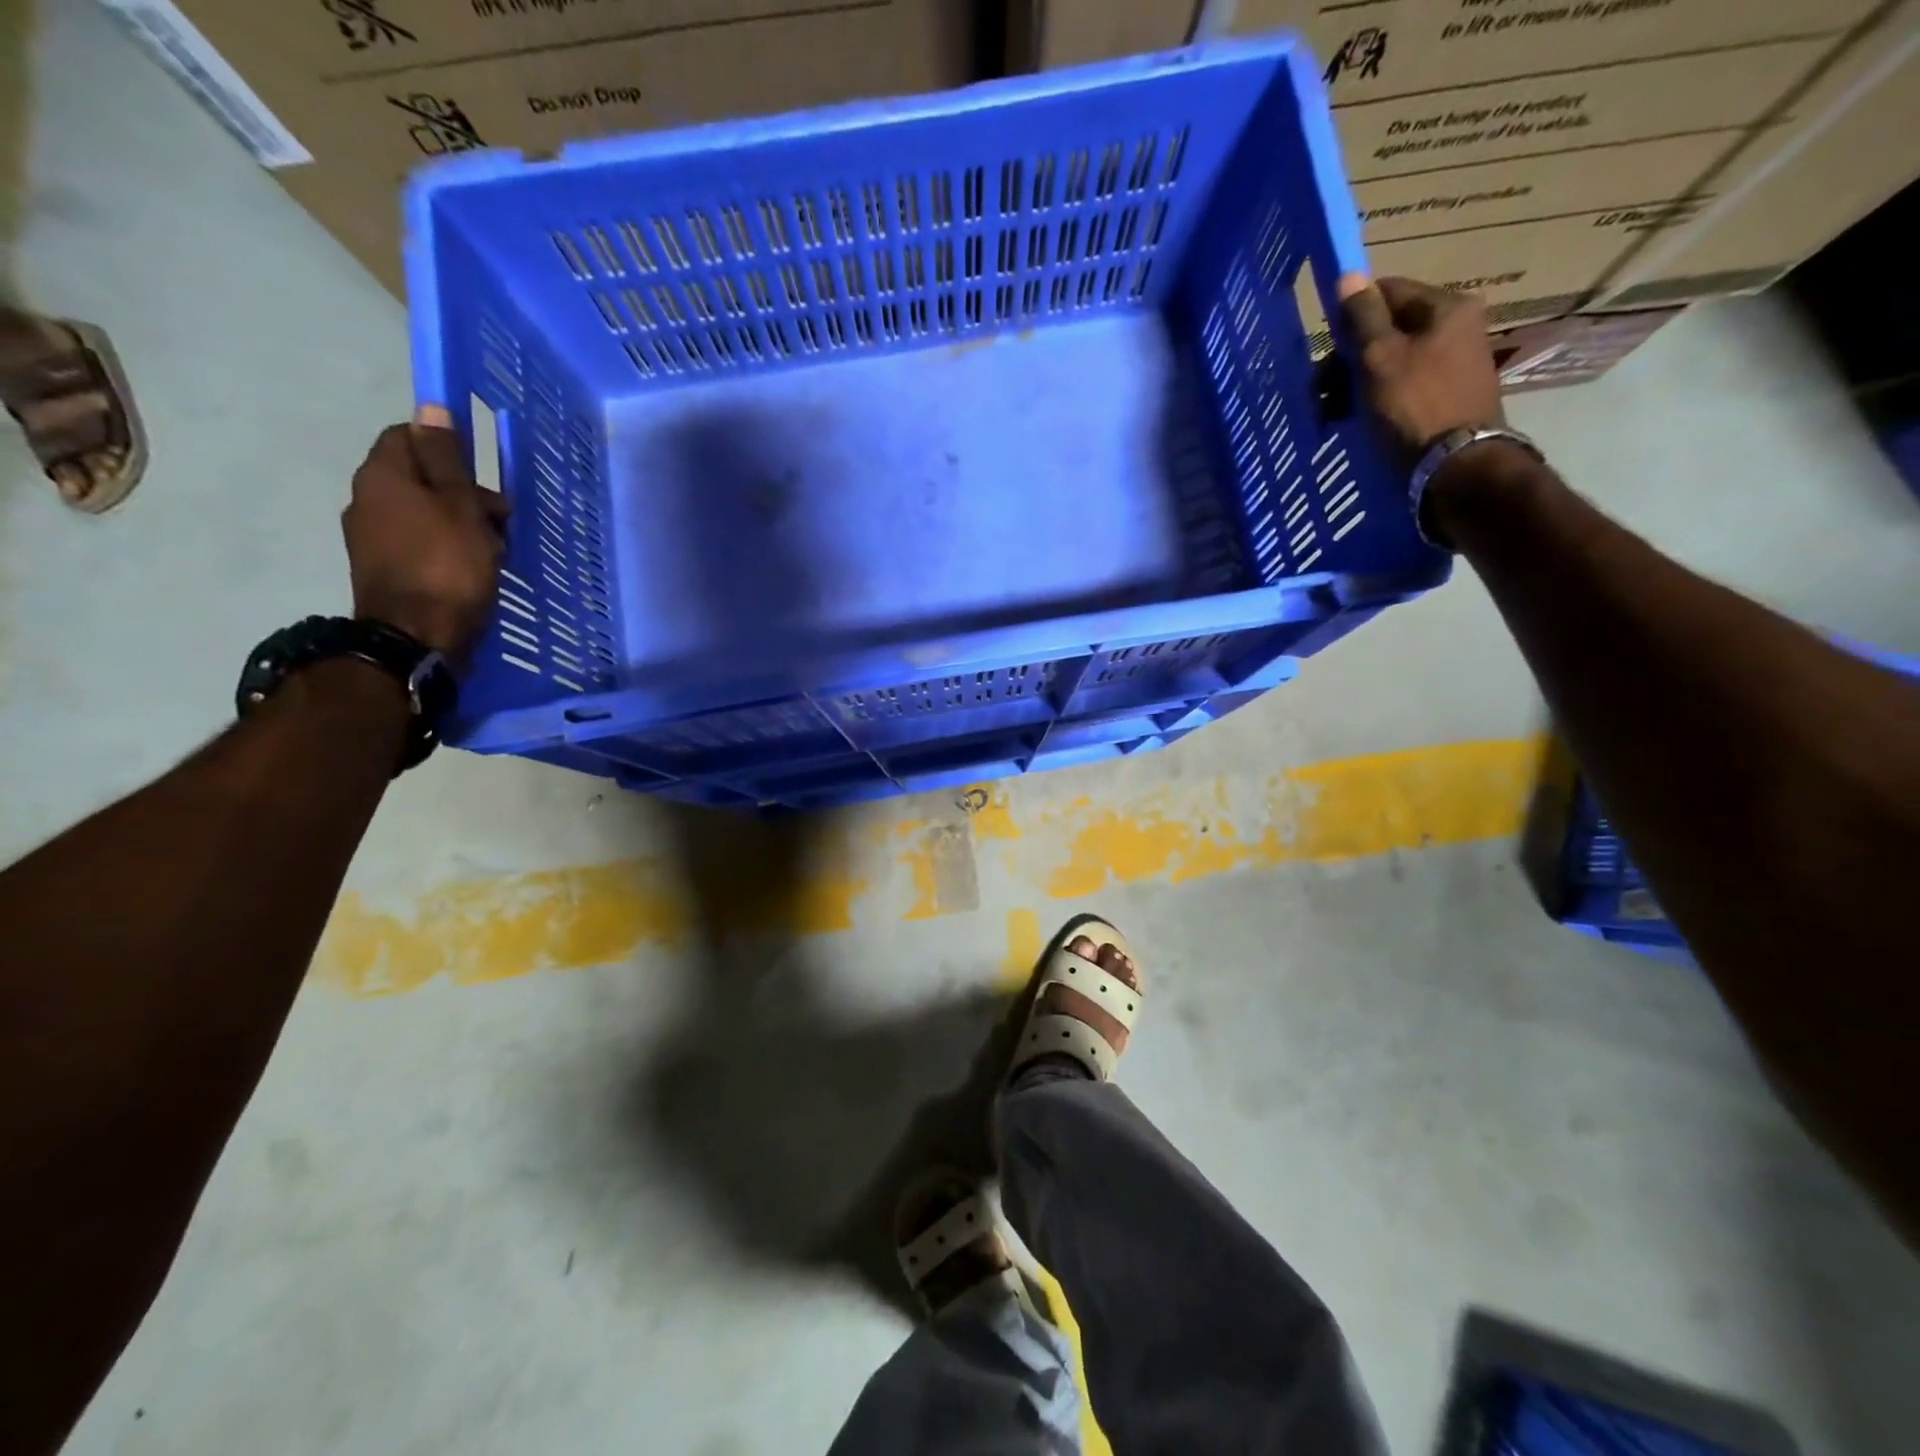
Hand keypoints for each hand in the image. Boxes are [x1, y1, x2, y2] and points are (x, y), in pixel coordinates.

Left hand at [343, 405, 507, 661]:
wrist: (418, 638)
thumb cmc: (448, 565)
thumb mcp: (461, 506)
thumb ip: (447, 458)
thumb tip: (430, 406)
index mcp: (381, 476)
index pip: (408, 436)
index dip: (448, 448)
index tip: (484, 475)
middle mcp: (366, 499)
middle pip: (418, 478)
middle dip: (462, 492)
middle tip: (502, 520)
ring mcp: (370, 538)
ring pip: (422, 514)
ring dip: (459, 524)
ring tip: (494, 550)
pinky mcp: (384, 570)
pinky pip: (419, 545)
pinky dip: (446, 549)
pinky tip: (472, 569)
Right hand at [1337, 274, 1503, 464]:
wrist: (1455, 467)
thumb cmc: (1413, 407)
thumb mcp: (1379, 359)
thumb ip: (1362, 317)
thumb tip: (1348, 274)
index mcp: (1445, 307)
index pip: (1387, 292)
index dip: (1349, 318)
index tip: (1326, 352)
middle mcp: (1456, 327)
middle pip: (1386, 330)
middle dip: (1346, 361)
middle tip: (1318, 394)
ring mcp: (1453, 364)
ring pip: (1389, 362)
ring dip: (1353, 385)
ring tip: (1329, 415)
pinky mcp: (1446, 397)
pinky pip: (1400, 387)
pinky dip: (1373, 401)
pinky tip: (1354, 422)